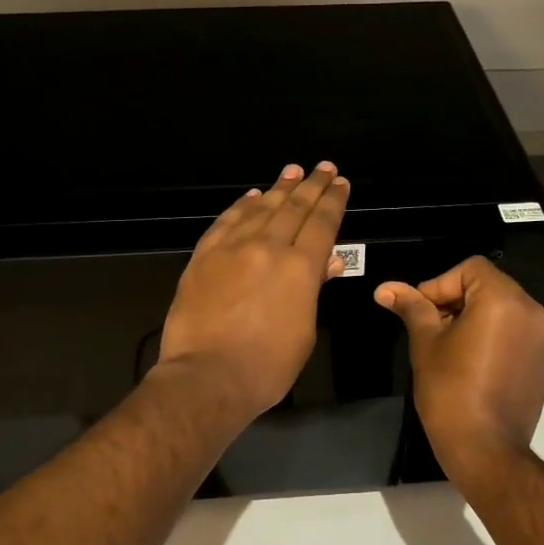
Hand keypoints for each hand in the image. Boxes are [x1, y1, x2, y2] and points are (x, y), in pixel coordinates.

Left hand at [157, 162, 350, 422]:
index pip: (322, 223)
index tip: (340, 182)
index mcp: (300, 267)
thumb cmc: (267, 366)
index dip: (333, 200)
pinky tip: (251, 196)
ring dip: (279, 188)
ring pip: (260, 208)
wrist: (206, 377)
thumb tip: (327, 260)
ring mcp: (232, 249)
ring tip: (292, 172)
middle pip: (294, 208)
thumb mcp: (304, 330)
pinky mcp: (203, 257)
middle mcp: (268, 247)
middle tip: (323, 167)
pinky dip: (241, 206)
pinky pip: (226, 221)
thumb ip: (313, 289)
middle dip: (311, 185)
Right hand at [374, 257, 543, 476]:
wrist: (487, 450)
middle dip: (456, 300)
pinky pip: (517, 331)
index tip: (421, 312)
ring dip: (475, 316)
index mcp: (503, 299)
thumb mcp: (425, 343)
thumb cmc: (450, 391)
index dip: (439, 284)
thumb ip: (411, 308)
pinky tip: (473, 361)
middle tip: (431, 328)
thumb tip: (385, 288)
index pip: (470, 269)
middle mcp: (532, 311)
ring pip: (503, 308)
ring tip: (450, 346)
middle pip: (488, 285)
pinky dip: (494, 334)